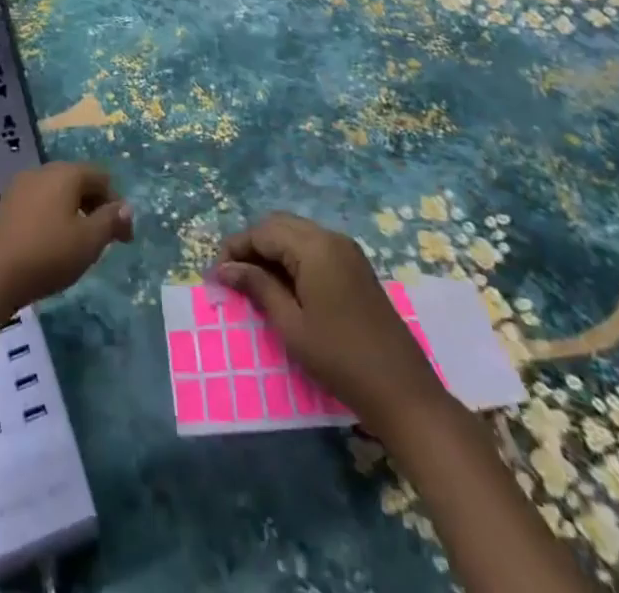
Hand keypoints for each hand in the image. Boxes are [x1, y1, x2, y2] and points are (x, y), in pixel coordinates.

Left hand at [0, 162, 133, 315]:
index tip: (124, 239)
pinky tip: (50, 245)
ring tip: (78, 246)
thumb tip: (125, 207)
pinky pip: (39, 204)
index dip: (117, 205)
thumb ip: (110, 221)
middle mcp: (42, 171)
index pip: (101, 177)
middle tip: (104, 241)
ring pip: (57, 193)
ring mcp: (20, 187)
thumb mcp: (89, 241)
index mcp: (66, 173)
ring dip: (73, 213)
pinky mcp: (5, 206)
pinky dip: (52, 218)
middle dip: (95, 207)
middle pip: (78, 181)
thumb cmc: (47, 253)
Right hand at [216, 212, 441, 421]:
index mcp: (314, 247)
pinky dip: (292, 257)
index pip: (262, 232)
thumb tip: (224, 268)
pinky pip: (314, 247)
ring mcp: (347, 251)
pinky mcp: (355, 267)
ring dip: (272, 250)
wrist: (403, 392)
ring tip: (253, 281)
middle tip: (232, 276)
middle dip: (252, 245)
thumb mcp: (291, 325)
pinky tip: (282, 284)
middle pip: (279, 226)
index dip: (236, 248)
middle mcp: (331, 238)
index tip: (216, 273)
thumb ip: (257, 287)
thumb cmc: (340, 359)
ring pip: (296, 234)